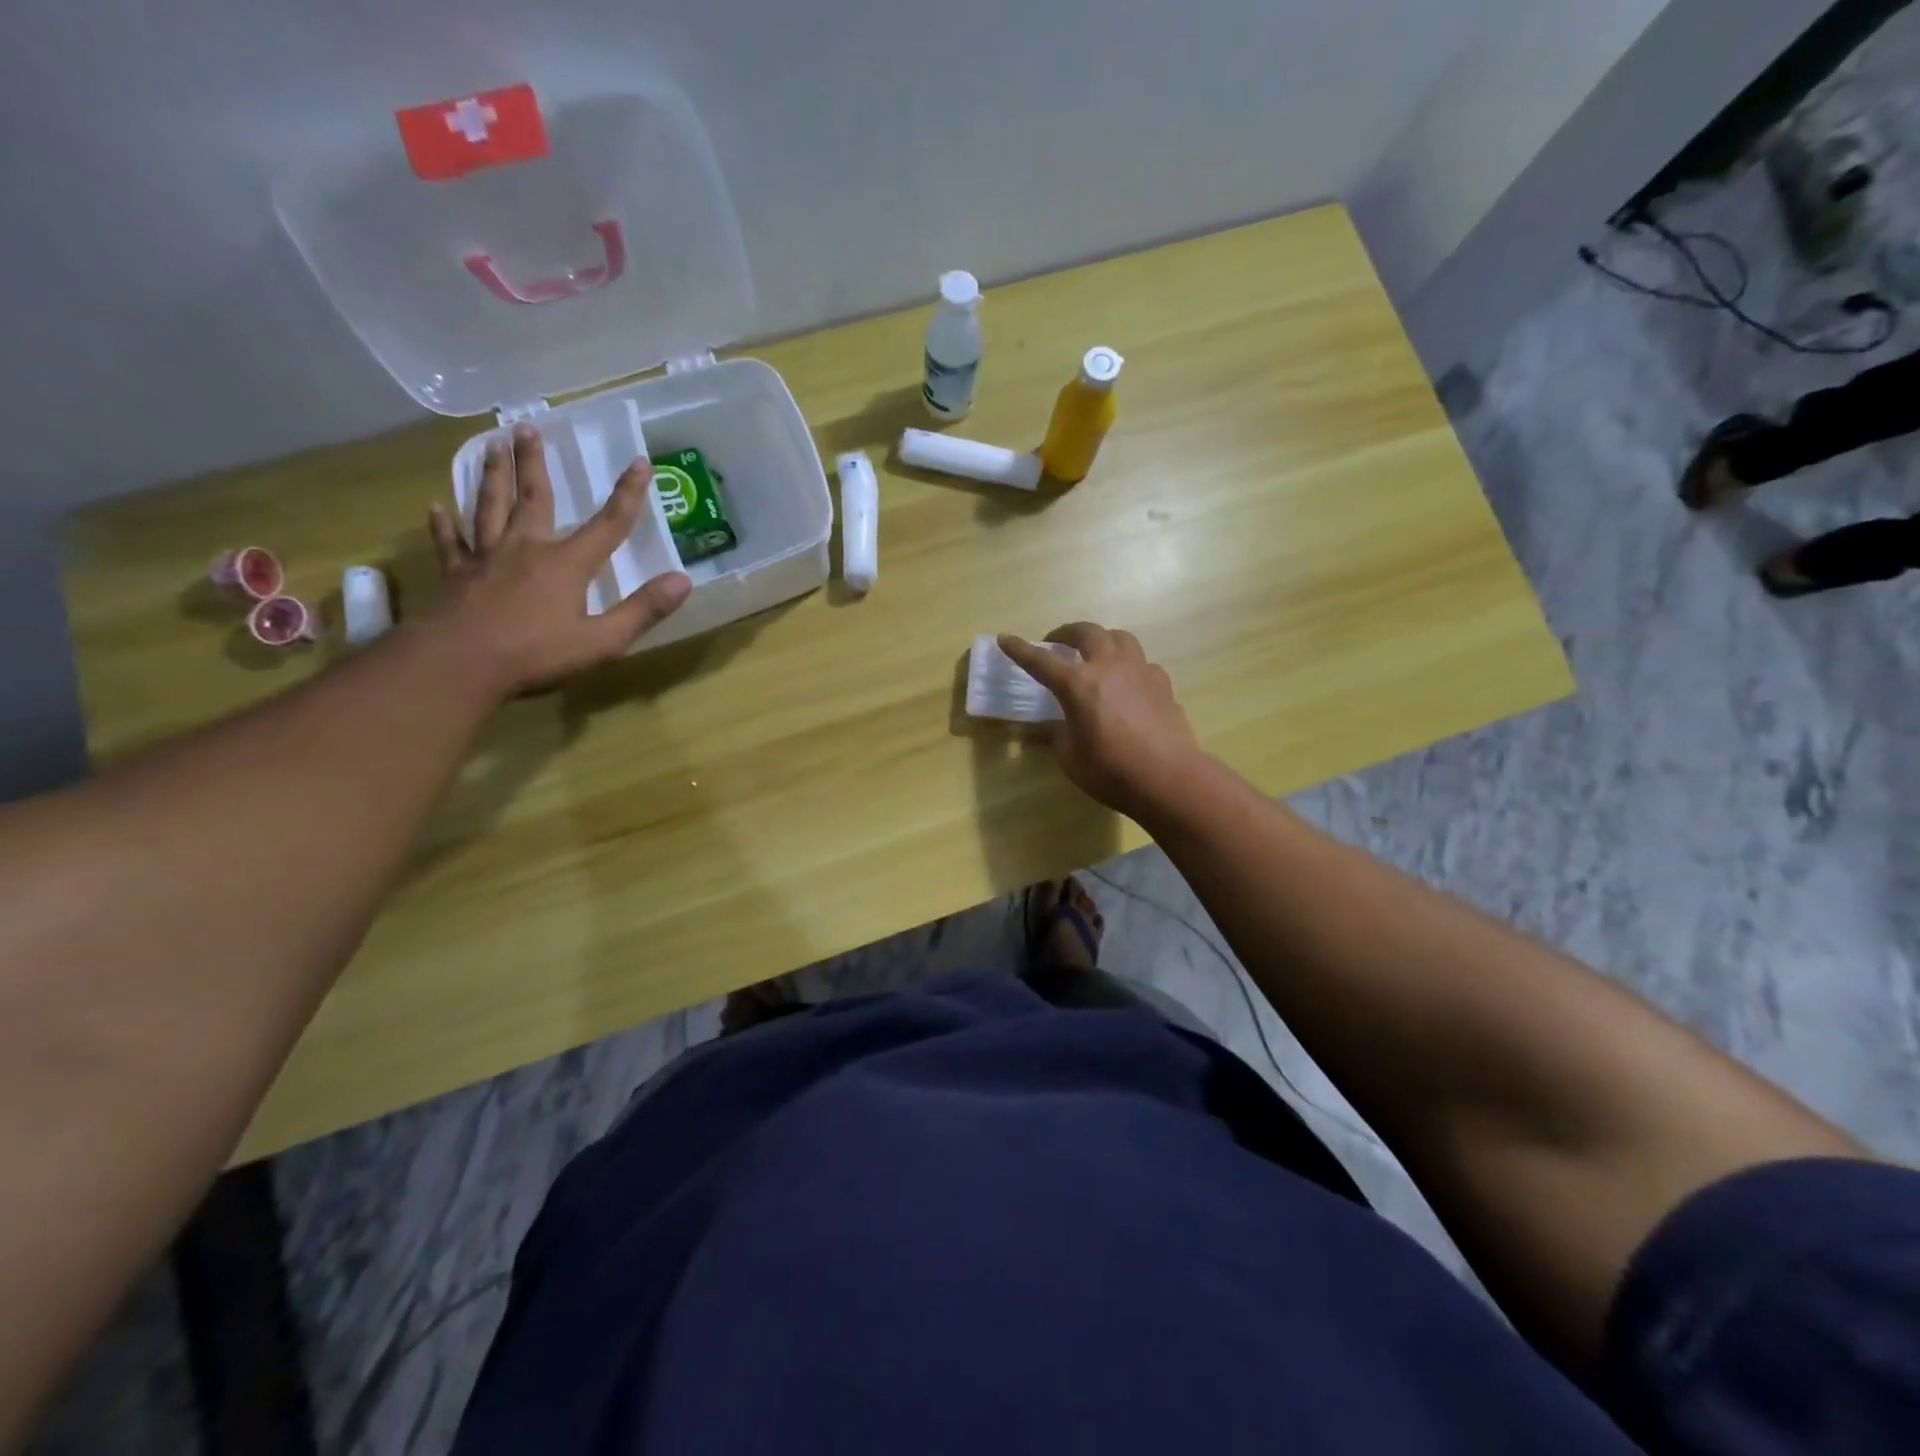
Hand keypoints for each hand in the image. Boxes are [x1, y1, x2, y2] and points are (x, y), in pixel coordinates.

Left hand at [426, 424, 691, 695]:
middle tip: (527, 426)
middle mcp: (525, 549)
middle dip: (534, 463)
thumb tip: (683, 580)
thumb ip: (643, 610)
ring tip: (490, 446)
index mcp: (566, 564)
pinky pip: (451, 544)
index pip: (608, 524)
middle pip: (533, 498)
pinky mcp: (455, 576)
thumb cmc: (536, 655)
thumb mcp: (603, 641)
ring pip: (489, 508)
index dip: (628, 494)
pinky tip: (436, 507)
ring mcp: (486, 560)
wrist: (458, 665)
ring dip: (492, 476)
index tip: (640, 462)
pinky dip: (444, 525)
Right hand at [998, 623, 1201, 818]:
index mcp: (1078, 684)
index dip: (1020, 650)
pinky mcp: (1162, 683)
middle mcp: (1109, 666)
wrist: (1169, 778)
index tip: (1005, 639)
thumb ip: (1059, 734)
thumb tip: (1056, 725)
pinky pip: (1141, 663)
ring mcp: (1140, 671)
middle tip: (1055, 642)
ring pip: (1119, 638)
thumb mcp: (1070, 757)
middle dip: (1066, 632)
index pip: (1041, 660)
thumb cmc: (1111, 770)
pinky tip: (1126, 683)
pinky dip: (1127, 665)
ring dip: (1101, 639)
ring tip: (1094, 653)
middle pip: (1086, 632)